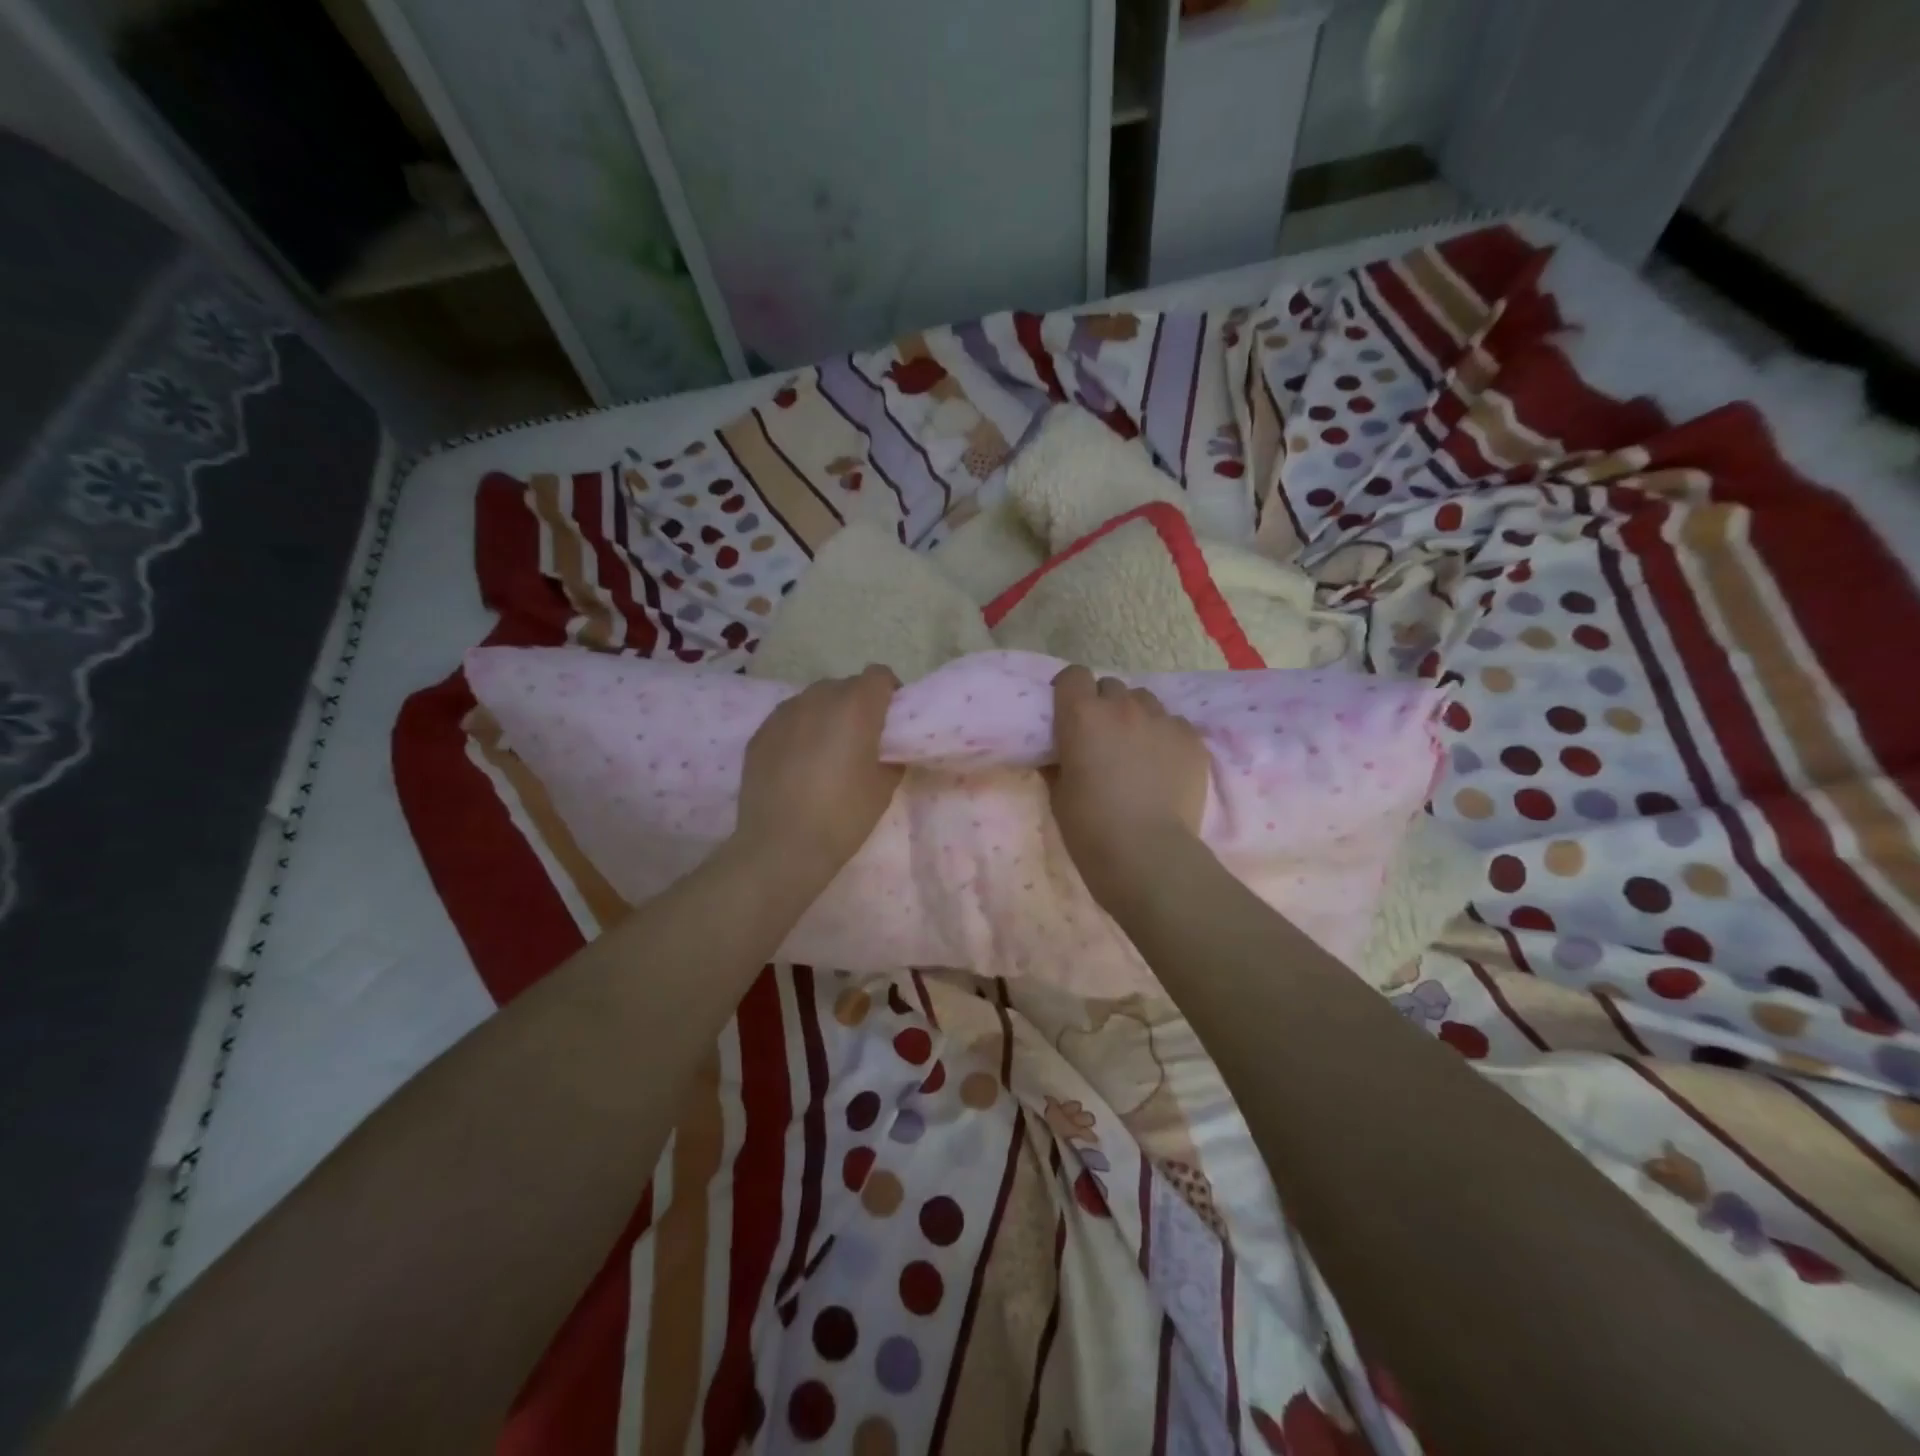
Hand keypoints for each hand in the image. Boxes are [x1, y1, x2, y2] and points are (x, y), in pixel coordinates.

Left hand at [734, 665, 903, 878]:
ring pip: (814, 700)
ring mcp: (784, 713)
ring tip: (825, 751)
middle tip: (860, 740)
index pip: (879, 675)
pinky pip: (789, 719)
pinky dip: (799, 731)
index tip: (890, 721)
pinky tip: (798, 764)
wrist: (780, 846)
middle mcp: (818, 698)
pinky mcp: (760, 732)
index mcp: (855, 706)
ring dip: (826, 715)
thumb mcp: (884, 787)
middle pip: (846, 685)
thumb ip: (891, 754)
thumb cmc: (842, 816)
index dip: (889, 693)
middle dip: (857, 704)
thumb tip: (886, 747)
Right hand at [1048, 665, 1209, 906]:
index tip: (1069, 712)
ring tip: (1137, 749)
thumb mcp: (1058, 793)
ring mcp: (1162, 720)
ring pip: (1145, 701)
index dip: (1070, 691)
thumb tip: (1060, 753)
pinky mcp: (1192, 739)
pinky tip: (1164, 767)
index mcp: (1082, 715)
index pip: (1074, 675)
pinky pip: (1174, 724)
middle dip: (1104, 705)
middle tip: (1103, 737)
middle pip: (1111, 686)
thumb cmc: (1089, 827)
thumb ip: (1058, 761)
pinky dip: (1165, 737)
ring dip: (1136, 717)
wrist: (1147, 853)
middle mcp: (1123, 707)